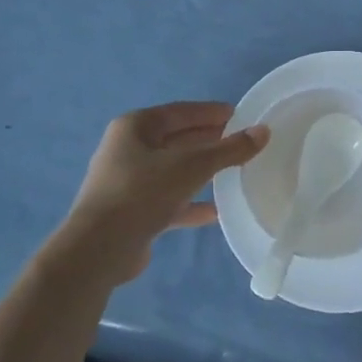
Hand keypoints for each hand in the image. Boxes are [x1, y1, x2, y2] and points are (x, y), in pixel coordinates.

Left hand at [55, 102, 269, 285]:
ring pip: (173, 170)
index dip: (211, 112)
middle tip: (241, 142)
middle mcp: (128, 149)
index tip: (240, 115)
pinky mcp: (132, 211)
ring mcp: (127, 182)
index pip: (180, 112)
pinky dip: (190, 202)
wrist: (98, 250)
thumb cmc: (142, 193)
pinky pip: (168, 199)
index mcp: (135, 127)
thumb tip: (263, 131)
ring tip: (234, 171)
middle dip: (208, 140)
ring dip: (201, 171)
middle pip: (176, 139)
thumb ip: (229, 150)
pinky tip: (215, 211)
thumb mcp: (191, 166)